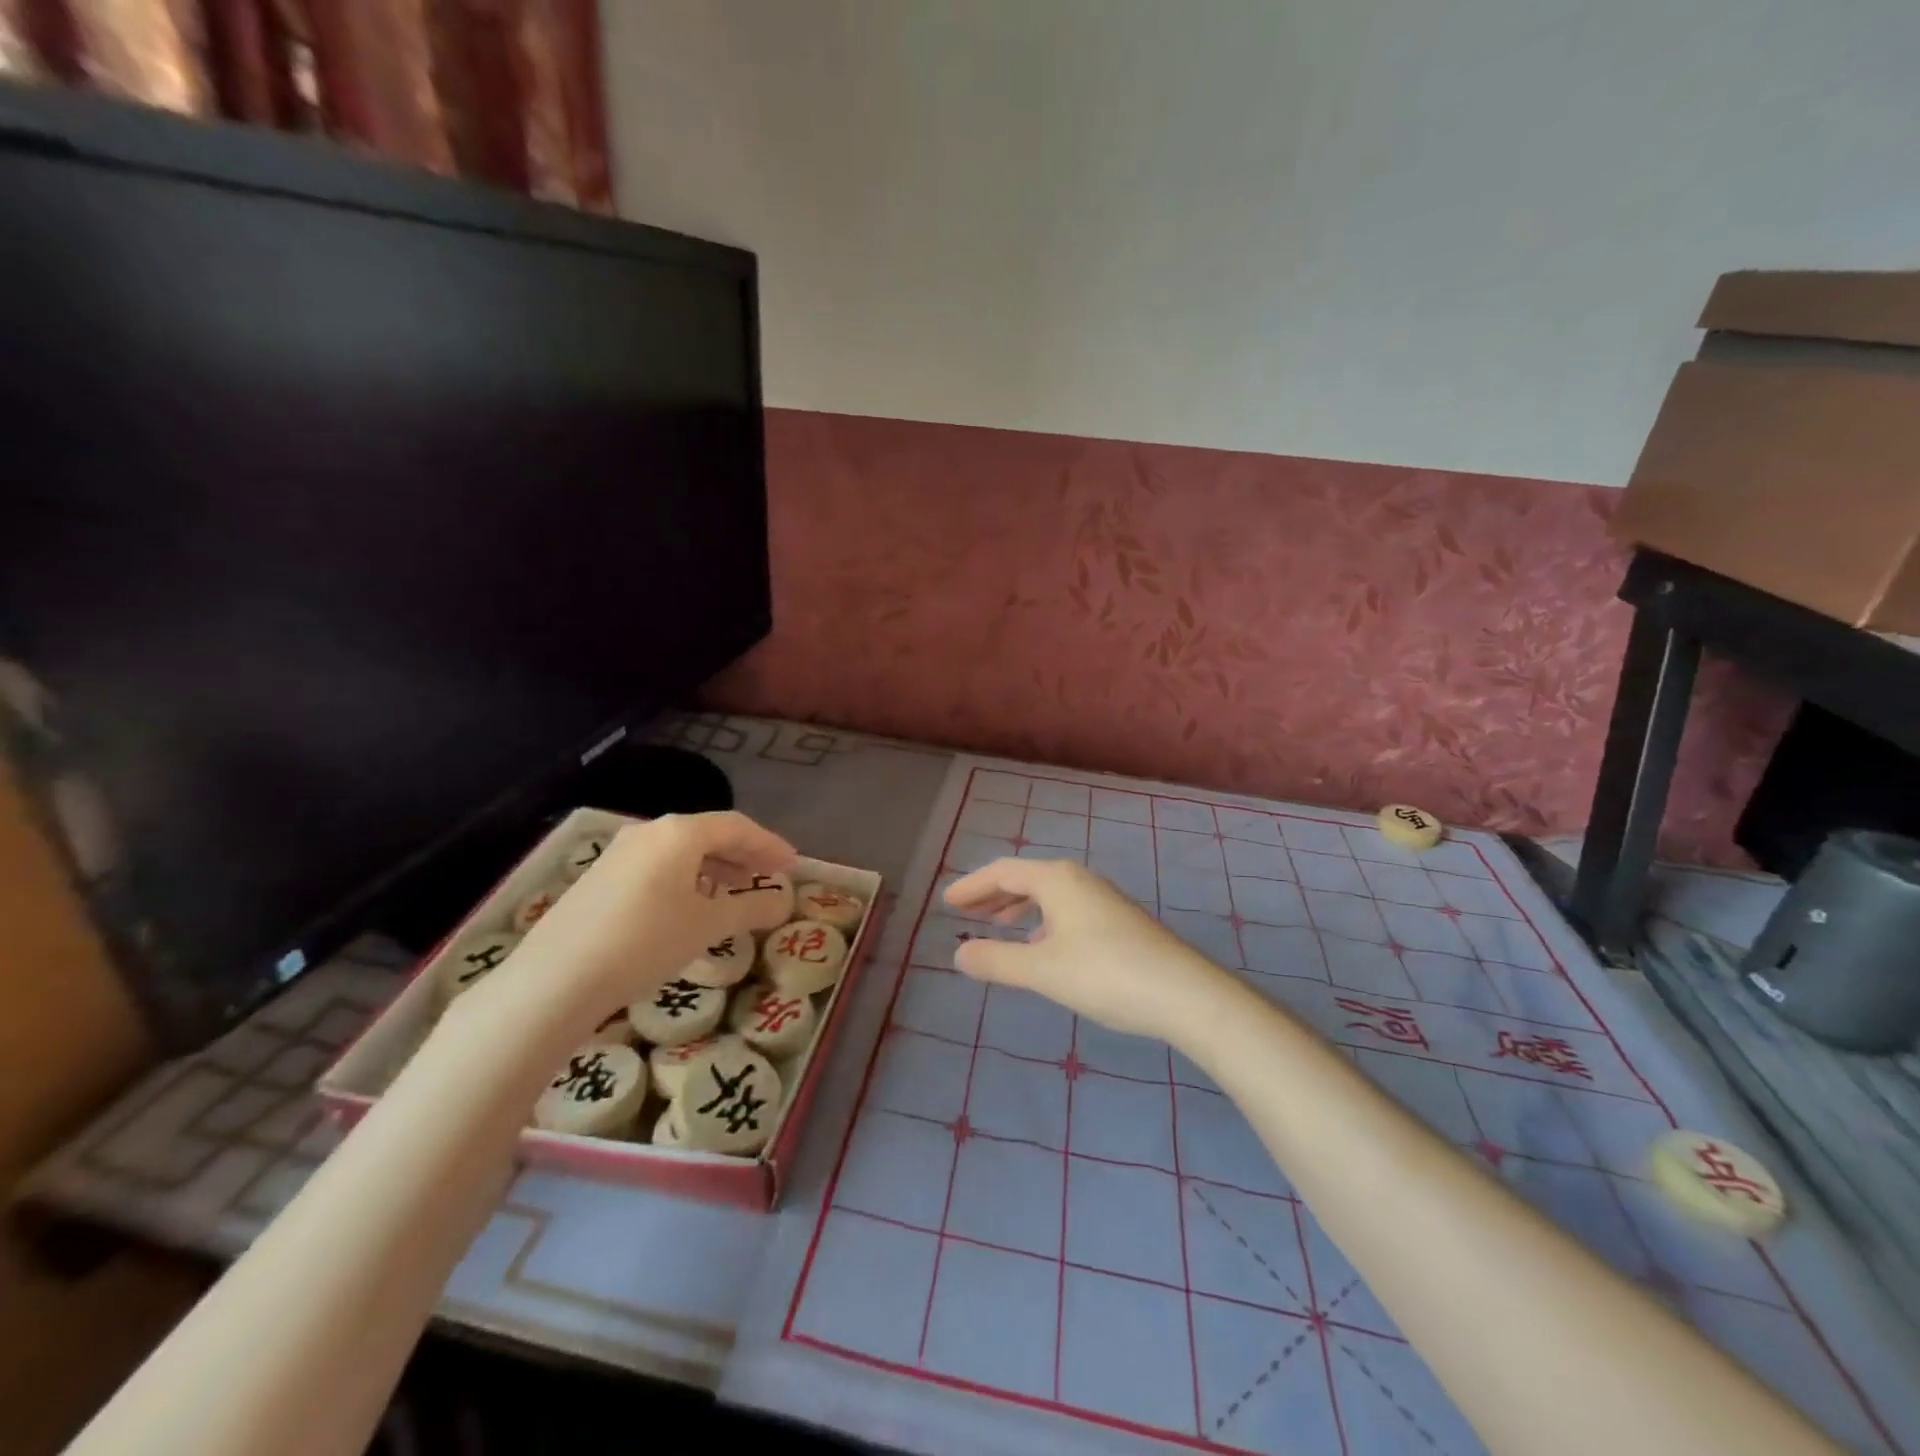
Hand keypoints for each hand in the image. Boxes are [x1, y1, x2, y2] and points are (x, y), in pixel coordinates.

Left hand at [472, 811, 795, 1034]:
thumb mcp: (708, 926)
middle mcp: (649, 833)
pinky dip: (685, 879)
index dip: (770, 844)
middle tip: (770, 876)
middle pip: (708, 834)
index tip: (793, 866)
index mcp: (679, 833)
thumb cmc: (645, 942)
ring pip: (680, 851)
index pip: (737, 826)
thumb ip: (751, 907)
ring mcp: (619, 854)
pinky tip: (689, 907)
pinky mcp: (599, 879)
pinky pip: (657, 867)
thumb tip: (784, 901)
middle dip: (744, 854)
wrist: (554, 980)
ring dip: (715, 867)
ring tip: (735, 891)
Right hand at [943, 857, 1235, 1042]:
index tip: (947, 902)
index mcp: (1057, 880)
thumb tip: (959, 953)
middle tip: (965, 913)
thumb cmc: (1105, 974)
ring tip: (997, 927)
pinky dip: (1042, 921)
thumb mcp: (1042, 970)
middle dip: (993, 896)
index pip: (1003, 873)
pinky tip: (1042, 946)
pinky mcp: (1118, 921)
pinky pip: (1066, 910)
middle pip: (1026, 879)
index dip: (972, 887)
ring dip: (1018, 908)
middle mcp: (1079, 880)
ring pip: (1048, 895)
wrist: (1184, 993)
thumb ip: (997, 961)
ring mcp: (1102, 899)